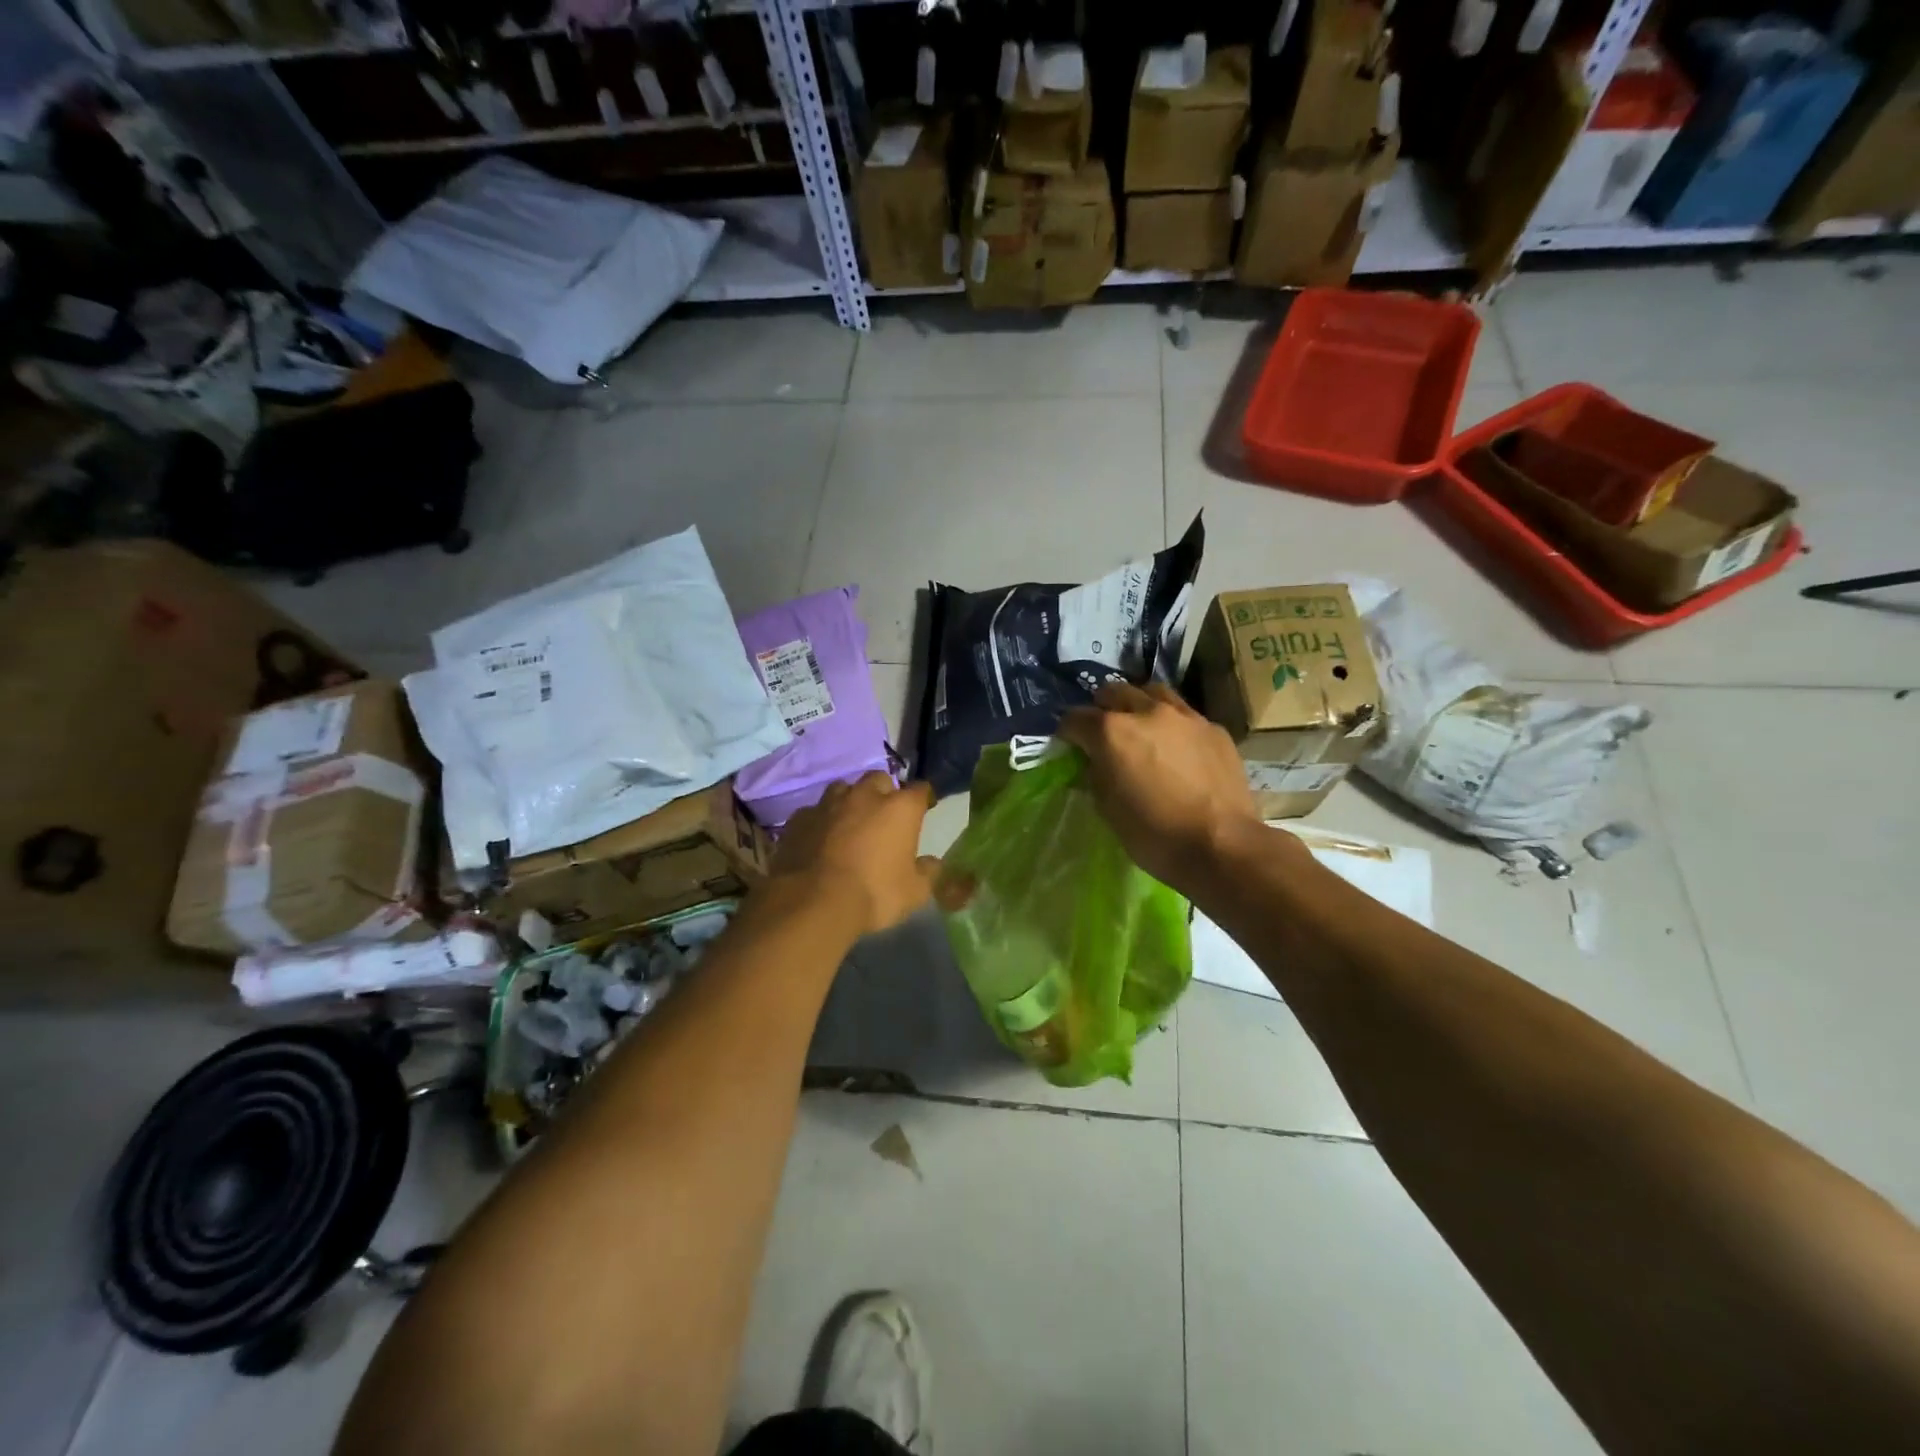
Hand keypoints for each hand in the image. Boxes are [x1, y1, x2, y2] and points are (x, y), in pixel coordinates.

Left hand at [768, 773, 939, 936]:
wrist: (813, 903)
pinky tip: (818, 839)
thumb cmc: (874, 894)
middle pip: (878, 779)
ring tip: (848, 823)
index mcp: (900, 808)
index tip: (923, 810)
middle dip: (883, 792)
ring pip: (842, 789)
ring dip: (849, 801)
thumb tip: (932, 863)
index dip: (922, 799)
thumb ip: (927, 873)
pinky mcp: (799, 819)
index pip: (920, 790)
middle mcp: (864, 796)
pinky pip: (813, 812)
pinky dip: (820, 821)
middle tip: (882, 815)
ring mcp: (828, 804)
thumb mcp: (914, 892)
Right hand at [1057, 682, 1270, 895]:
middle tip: (1103, 733)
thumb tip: (1094, 762)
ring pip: (1153, 692)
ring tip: (1141, 727)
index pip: (1075, 718)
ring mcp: (1184, 716)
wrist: (1221, 846)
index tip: (1069, 747)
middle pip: (1114, 692)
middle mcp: (1146, 712)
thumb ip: (1095, 774)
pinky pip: (1185, 715)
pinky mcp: (1214, 728)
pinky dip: (1172, 724)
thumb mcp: (1107, 808)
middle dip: (1102, 709)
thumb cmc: (1153, 834)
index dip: (1068, 733)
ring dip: (1139, 705)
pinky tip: (1177, 748)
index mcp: (1111, 732)